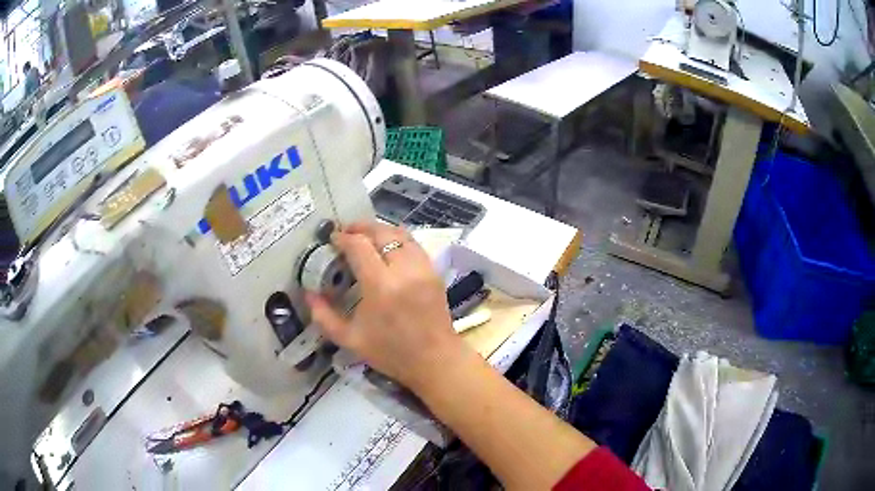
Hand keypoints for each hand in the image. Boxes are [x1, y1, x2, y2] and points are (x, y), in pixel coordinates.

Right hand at [304, 222, 466, 390]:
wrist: (435, 361)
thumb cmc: (391, 353)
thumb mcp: (350, 340)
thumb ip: (324, 316)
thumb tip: (308, 294)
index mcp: (380, 286)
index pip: (359, 246)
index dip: (343, 238)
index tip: (332, 240)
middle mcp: (403, 270)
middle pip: (381, 233)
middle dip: (360, 227)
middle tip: (346, 232)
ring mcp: (423, 268)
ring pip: (400, 234)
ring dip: (380, 230)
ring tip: (364, 235)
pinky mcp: (434, 272)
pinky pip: (414, 244)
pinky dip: (397, 238)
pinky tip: (387, 247)